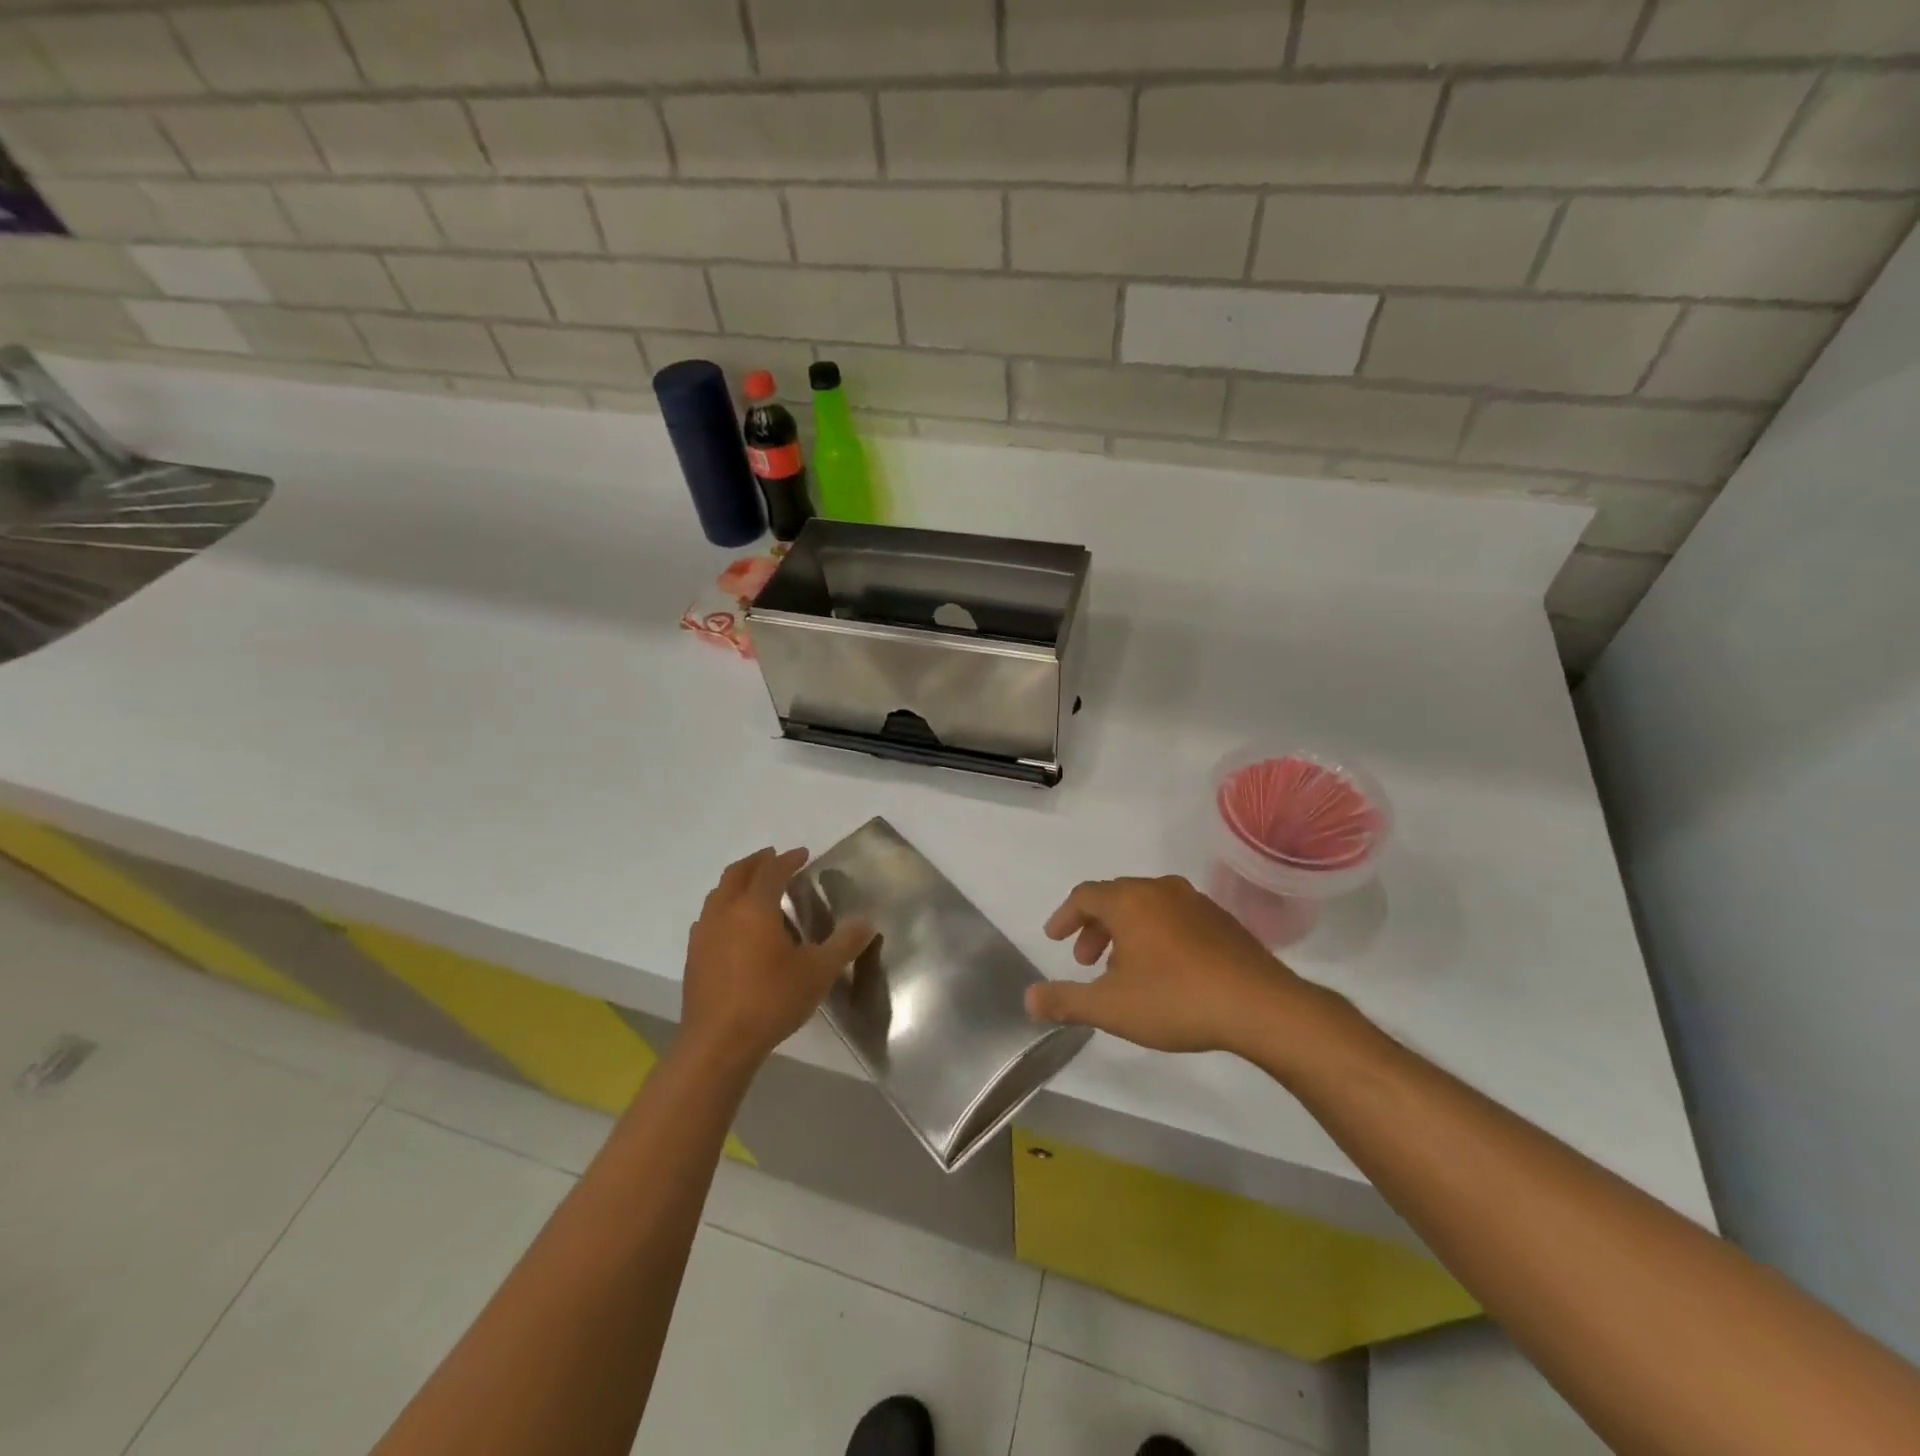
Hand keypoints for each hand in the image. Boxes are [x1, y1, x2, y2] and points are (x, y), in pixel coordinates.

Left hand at [681, 847, 872, 1070]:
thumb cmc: (771, 1000)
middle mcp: (725, 912)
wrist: (718, 1043)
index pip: (771, 871)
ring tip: (755, 889)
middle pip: (737, 873)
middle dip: (758, 862)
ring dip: (738, 882)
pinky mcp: (693, 956)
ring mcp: (704, 934)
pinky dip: (724, 907)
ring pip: (718, 893)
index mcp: (754, 908)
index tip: (803, 854)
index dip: (788, 859)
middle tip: (775, 859)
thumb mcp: (818, 972)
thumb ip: (844, 944)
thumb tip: (867, 923)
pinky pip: (709, 917)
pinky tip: (734, 927)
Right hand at [1026, 875, 1307, 1055]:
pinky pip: (1174, 916)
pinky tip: (1163, 969)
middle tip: (1084, 960)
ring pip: (1146, 906)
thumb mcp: (1111, 1007)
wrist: (1260, 1006)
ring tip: (1122, 969)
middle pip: (1115, 897)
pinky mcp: (1222, 920)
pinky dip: (1155, 933)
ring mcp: (1195, 902)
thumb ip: (1066, 1001)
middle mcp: (1160, 890)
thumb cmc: (1176, 1000)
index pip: (1084, 895)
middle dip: (1093, 927)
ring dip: (1124, 931)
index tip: (1053, 938)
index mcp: (1129, 901)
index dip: (1064, 916)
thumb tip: (1029, 998)